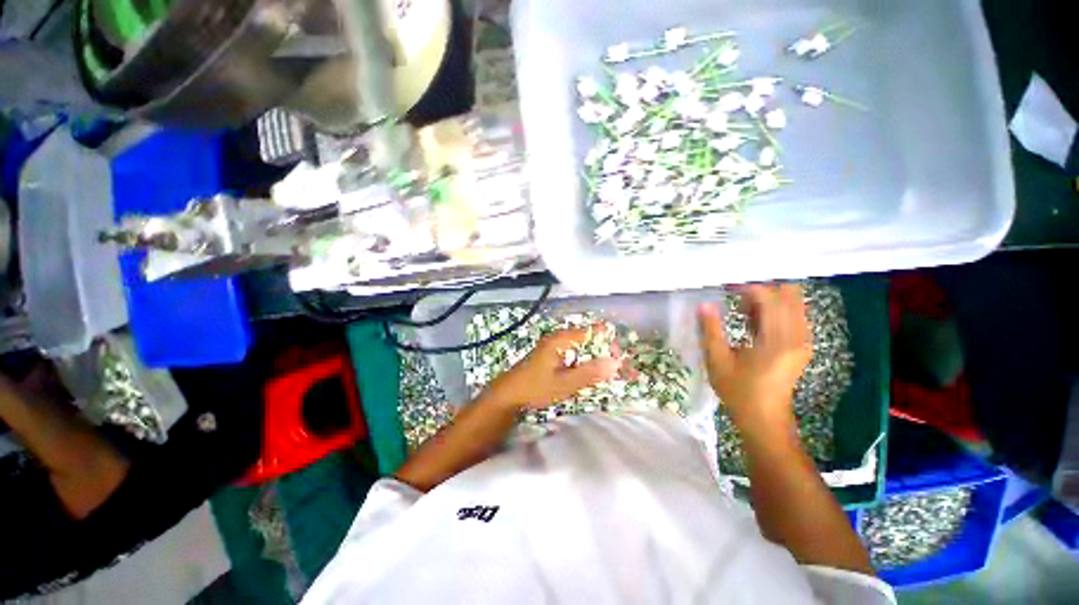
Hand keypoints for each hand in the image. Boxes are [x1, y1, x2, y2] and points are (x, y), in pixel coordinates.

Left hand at [476, 325, 622, 410]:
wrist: (509, 394)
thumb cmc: (535, 387)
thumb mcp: (564, 383)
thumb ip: (589, 374)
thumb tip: (614, 364)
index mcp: (560, 340)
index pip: (590, 332)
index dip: (607, 340)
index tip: (620, 353)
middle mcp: (558, 338)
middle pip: (587, 337)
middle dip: (604, 347)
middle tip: (617, 363)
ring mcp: (553, 346)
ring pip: (581, 344)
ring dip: (595, 353)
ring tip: (609, 365)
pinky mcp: (551, 354)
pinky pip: (574, 351)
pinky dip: (585, 358)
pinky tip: (590, 369)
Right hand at [698, 283, 811, 427]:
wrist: (764, 419)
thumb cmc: (738, 392)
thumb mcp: (717, 361)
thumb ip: (711, 330)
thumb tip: (704, 305)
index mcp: (777, 340)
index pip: (768, 298)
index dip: (747, 288)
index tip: (726, 288)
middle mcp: (797, 336)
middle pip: (788, 294)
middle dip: (761, 289)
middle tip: (736, 295)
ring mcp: (803, 340)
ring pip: (792, 303)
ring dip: (768, 299)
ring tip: (741, 309)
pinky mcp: (801, 345)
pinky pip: (793, 314)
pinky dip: (773, 310)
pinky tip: (752, 319)